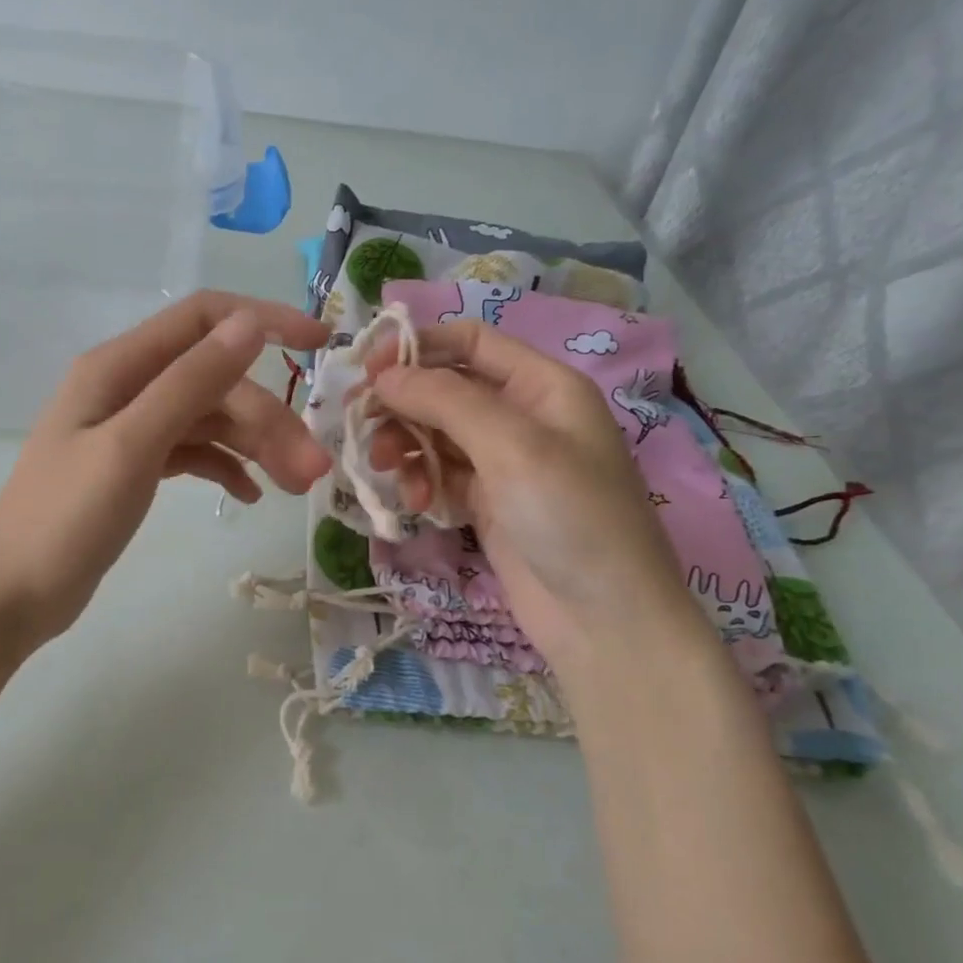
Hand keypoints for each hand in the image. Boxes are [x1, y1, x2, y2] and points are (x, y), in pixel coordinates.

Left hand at [0, 292, 329, 645]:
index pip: (203, 319)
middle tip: (311, 469)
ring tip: (294, 486)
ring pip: (210, 418)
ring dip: (255, 445)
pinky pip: (194, 451)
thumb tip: (249, 325)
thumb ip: (190, 383)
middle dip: (268, 417)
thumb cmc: (66, 519)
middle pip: (216, 381)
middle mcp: (127, 387)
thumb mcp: (132, 446)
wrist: (14, 595)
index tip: (320, 345)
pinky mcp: (136, 466)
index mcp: (118, 367)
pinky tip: (250, 495)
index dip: (263, 321)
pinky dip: (225, 466)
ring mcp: (132, 428)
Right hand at [367, 319, 703, 670]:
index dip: (418, 345)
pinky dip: (421, 481)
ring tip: (382, 468)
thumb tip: (384, 374)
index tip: (366, 369)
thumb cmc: (571, 517)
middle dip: (402, 402)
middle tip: (359, 423)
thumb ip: (445, 400)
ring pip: (435, 432)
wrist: (604, 620)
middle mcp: (522, 416)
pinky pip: (440, 474)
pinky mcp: (487, 502)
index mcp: (543, 386)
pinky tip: (416, 504)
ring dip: (404, 445)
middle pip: (445, 388)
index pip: (471, 341)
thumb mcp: (512, 447)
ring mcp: (503, 462)